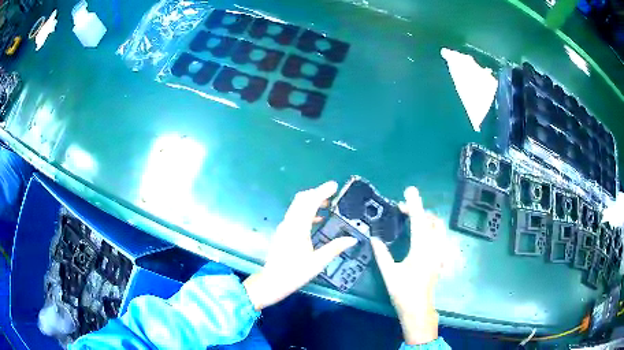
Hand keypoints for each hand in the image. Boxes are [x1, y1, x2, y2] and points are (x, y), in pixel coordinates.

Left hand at [243, 181, 357, 310]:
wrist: (272, 282)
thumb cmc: (295, 273)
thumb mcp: (317, 262)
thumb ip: (335, 248)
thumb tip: (352, 239)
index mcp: (298, 228)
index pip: (310, 202)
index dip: (322, 192)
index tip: (334, 186)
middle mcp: (289, 223)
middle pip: (301, 200)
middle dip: (317, 193)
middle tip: (332, 193)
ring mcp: (284, 227)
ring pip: (297, 206)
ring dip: (311, 202)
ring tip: (328, 205)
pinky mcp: (283, 232)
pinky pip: (295, 215)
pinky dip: (307, 212)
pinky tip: (317, 220)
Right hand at [371, 186, 445, 344]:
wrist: (418, 308)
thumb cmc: (403, 292)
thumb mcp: (389, 273)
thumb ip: (382, 254)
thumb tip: (374, 238)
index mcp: (421, 249)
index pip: (418, 221)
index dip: (414, 205)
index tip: (409, 191)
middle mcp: (434, 248)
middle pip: (432, 221)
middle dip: (419, 211)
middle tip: (403, 210)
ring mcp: (439, 253)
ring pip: (439, 228)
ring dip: (427, 219)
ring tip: (412, 219)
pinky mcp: (440, 259)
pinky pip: (440, 237)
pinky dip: (432, 230)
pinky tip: (423, 236)